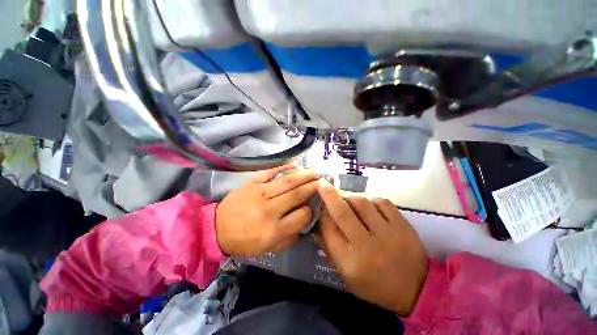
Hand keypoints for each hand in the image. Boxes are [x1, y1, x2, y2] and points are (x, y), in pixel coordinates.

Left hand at [215, 164, 320, 256]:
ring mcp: (259, 193)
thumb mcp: (267, 249)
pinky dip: (284, 167)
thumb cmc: (243, 241)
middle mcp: (269, 210)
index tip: (311, 208)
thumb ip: (289, 238)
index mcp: (273, 230)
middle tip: (323, 181)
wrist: (216, 229)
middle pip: (297, 195)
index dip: (310, 211)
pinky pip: (270, 172)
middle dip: (313, 187)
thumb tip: (303, 221)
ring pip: (287, 182)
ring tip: (316, 172)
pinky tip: (295, 164)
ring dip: (304, 176)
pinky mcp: (252, 184)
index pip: (301, 217)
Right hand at [316, 181, 427, 315]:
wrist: (416, 290)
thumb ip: (329, 249)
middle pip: (342, 212)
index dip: (321, 213)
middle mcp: (366, 245)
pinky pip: (382, 202)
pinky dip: (372, 201)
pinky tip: (371, 207)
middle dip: (329, 195)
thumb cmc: (375, 285)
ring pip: (361, 202)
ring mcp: (386, 233)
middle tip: (323, 184)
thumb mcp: (346, 275)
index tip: (319, 205)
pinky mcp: (402, 225)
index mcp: (349, 260)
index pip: (328, 228)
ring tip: (350, 203)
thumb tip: (317, 226)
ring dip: (351, 199)